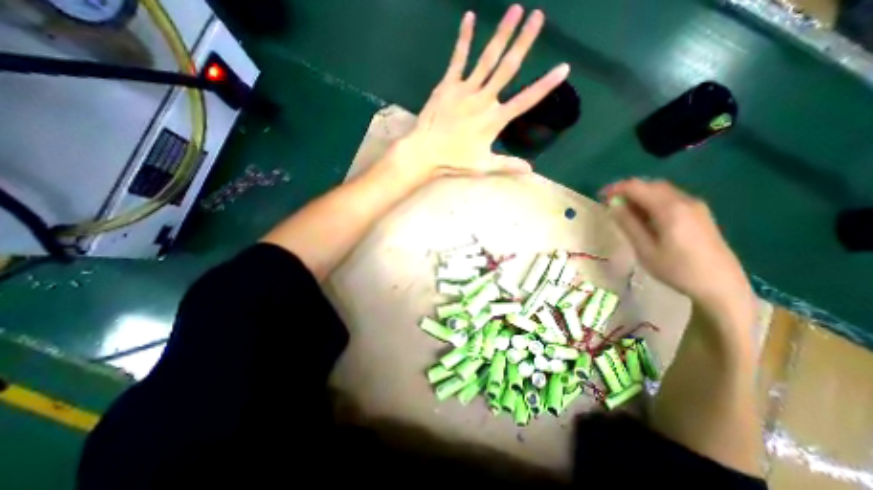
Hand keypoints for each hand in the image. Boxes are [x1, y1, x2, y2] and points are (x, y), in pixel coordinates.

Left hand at [390, 4, 574, 180]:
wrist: (425, 152)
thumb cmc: (454, 160)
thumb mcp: (483, 166)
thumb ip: (507, 165)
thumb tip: (530, 170)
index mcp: (494, 120)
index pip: (525, 100)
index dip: (545, 85)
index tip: (564, 67)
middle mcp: (483, 100)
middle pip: (508, 68)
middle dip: (524, 42)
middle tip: (538, 16)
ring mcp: (465, 90)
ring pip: (487, 58)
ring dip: (502, 33)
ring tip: (516, 9)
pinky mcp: (448, 85)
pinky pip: (458, 59)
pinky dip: (464, 39)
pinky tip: (469, 17)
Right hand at [604, 178, 754, 320]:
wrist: (721, 286)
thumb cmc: (677, 269)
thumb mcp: (644, 249)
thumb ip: (628, 223)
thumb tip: (612, 204)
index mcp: (670, 209)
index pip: (637, 187)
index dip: (616, 189)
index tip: (600, 197)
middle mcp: (684, 201)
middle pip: (650, 185)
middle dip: (627, 190)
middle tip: (609, 204)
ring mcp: (695, 206)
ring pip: (661, 190)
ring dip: (639, 195)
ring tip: (623, 210)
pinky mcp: (699, 213)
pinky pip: (670, 198)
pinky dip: (652, 200)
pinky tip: (644, 216)